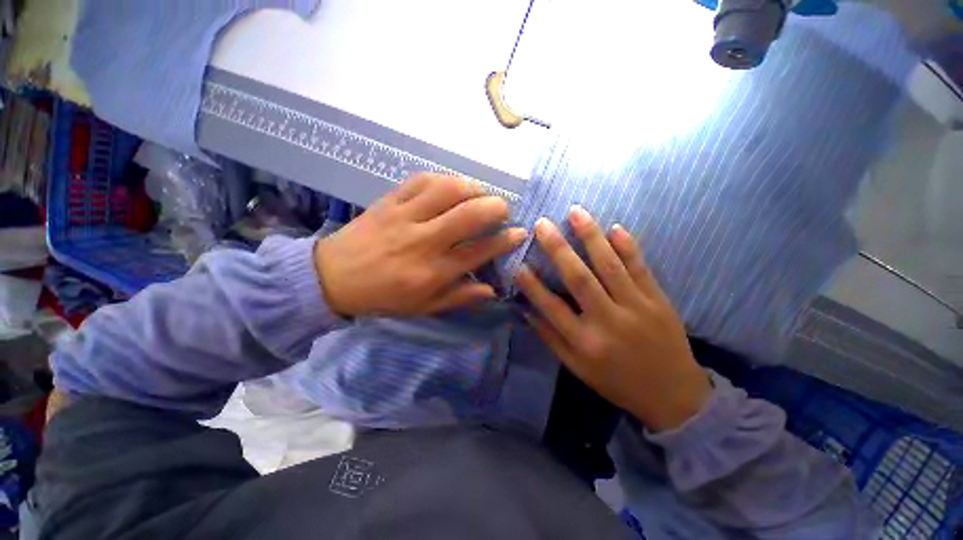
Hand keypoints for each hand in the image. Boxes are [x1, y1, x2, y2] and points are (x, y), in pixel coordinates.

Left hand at [315, 173, 526, 316]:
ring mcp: (404, 216)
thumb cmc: (383, 296)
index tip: (519, 233)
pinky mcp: (389, 200)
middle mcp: (422, 241)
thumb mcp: (423, 307)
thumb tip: (492, 289)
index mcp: (431, 272)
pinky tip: (451, 187)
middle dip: (496, 207)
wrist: (333, 277)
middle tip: (503, 211)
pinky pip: (421, 179)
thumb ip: (459, 297)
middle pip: (468, 214)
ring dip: (473, 189)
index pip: (478, 251)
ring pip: (447, 190)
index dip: (504, 241)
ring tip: (479, 196)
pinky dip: (444, 179)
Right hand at [514, 206, 710, 431]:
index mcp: (586, 342)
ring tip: (576, 212)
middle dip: (558, 249)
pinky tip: (615, 227)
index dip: (532, 286)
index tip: (518, 265)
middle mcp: (608, 321)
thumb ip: (551, 338)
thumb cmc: (617, 381)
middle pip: (579, 279)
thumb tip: (526, 311)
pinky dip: (628, 246)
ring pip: (610, 266)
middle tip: (542, 224)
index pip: (551, 308)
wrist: (673, 395)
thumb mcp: (577, 368)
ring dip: (591, 237)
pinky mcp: (659, 300)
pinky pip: (641, 268)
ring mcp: (636, 307)